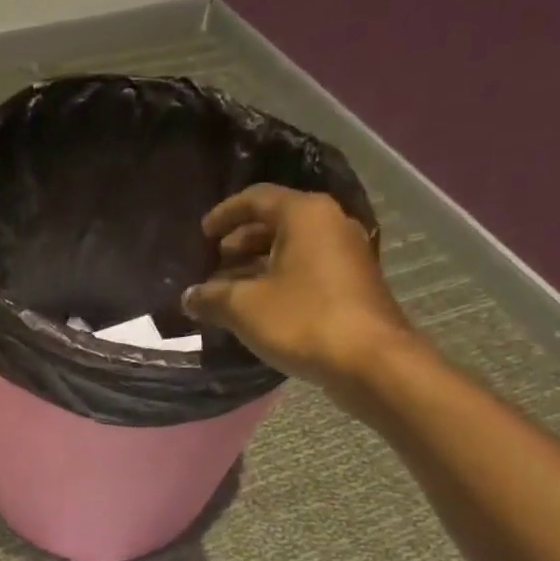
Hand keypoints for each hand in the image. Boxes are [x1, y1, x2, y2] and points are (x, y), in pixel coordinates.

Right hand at [182, 184, 418, 402]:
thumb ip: (211, 297)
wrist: (370, 362)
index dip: (224, 214)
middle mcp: (330, 224)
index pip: (256, 198)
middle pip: (276, 221)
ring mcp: (346, 254)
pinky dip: (279, 279)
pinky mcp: (353, 283)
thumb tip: (188, 297)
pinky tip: (259, 307)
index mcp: (305, 215)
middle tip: (214, 264)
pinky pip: (307, 269)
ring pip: (292, 248)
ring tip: (229, 289)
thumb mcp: (244, 308)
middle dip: (241, 241)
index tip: (202, 234)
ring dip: (258, 264)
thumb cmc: (303, 320)